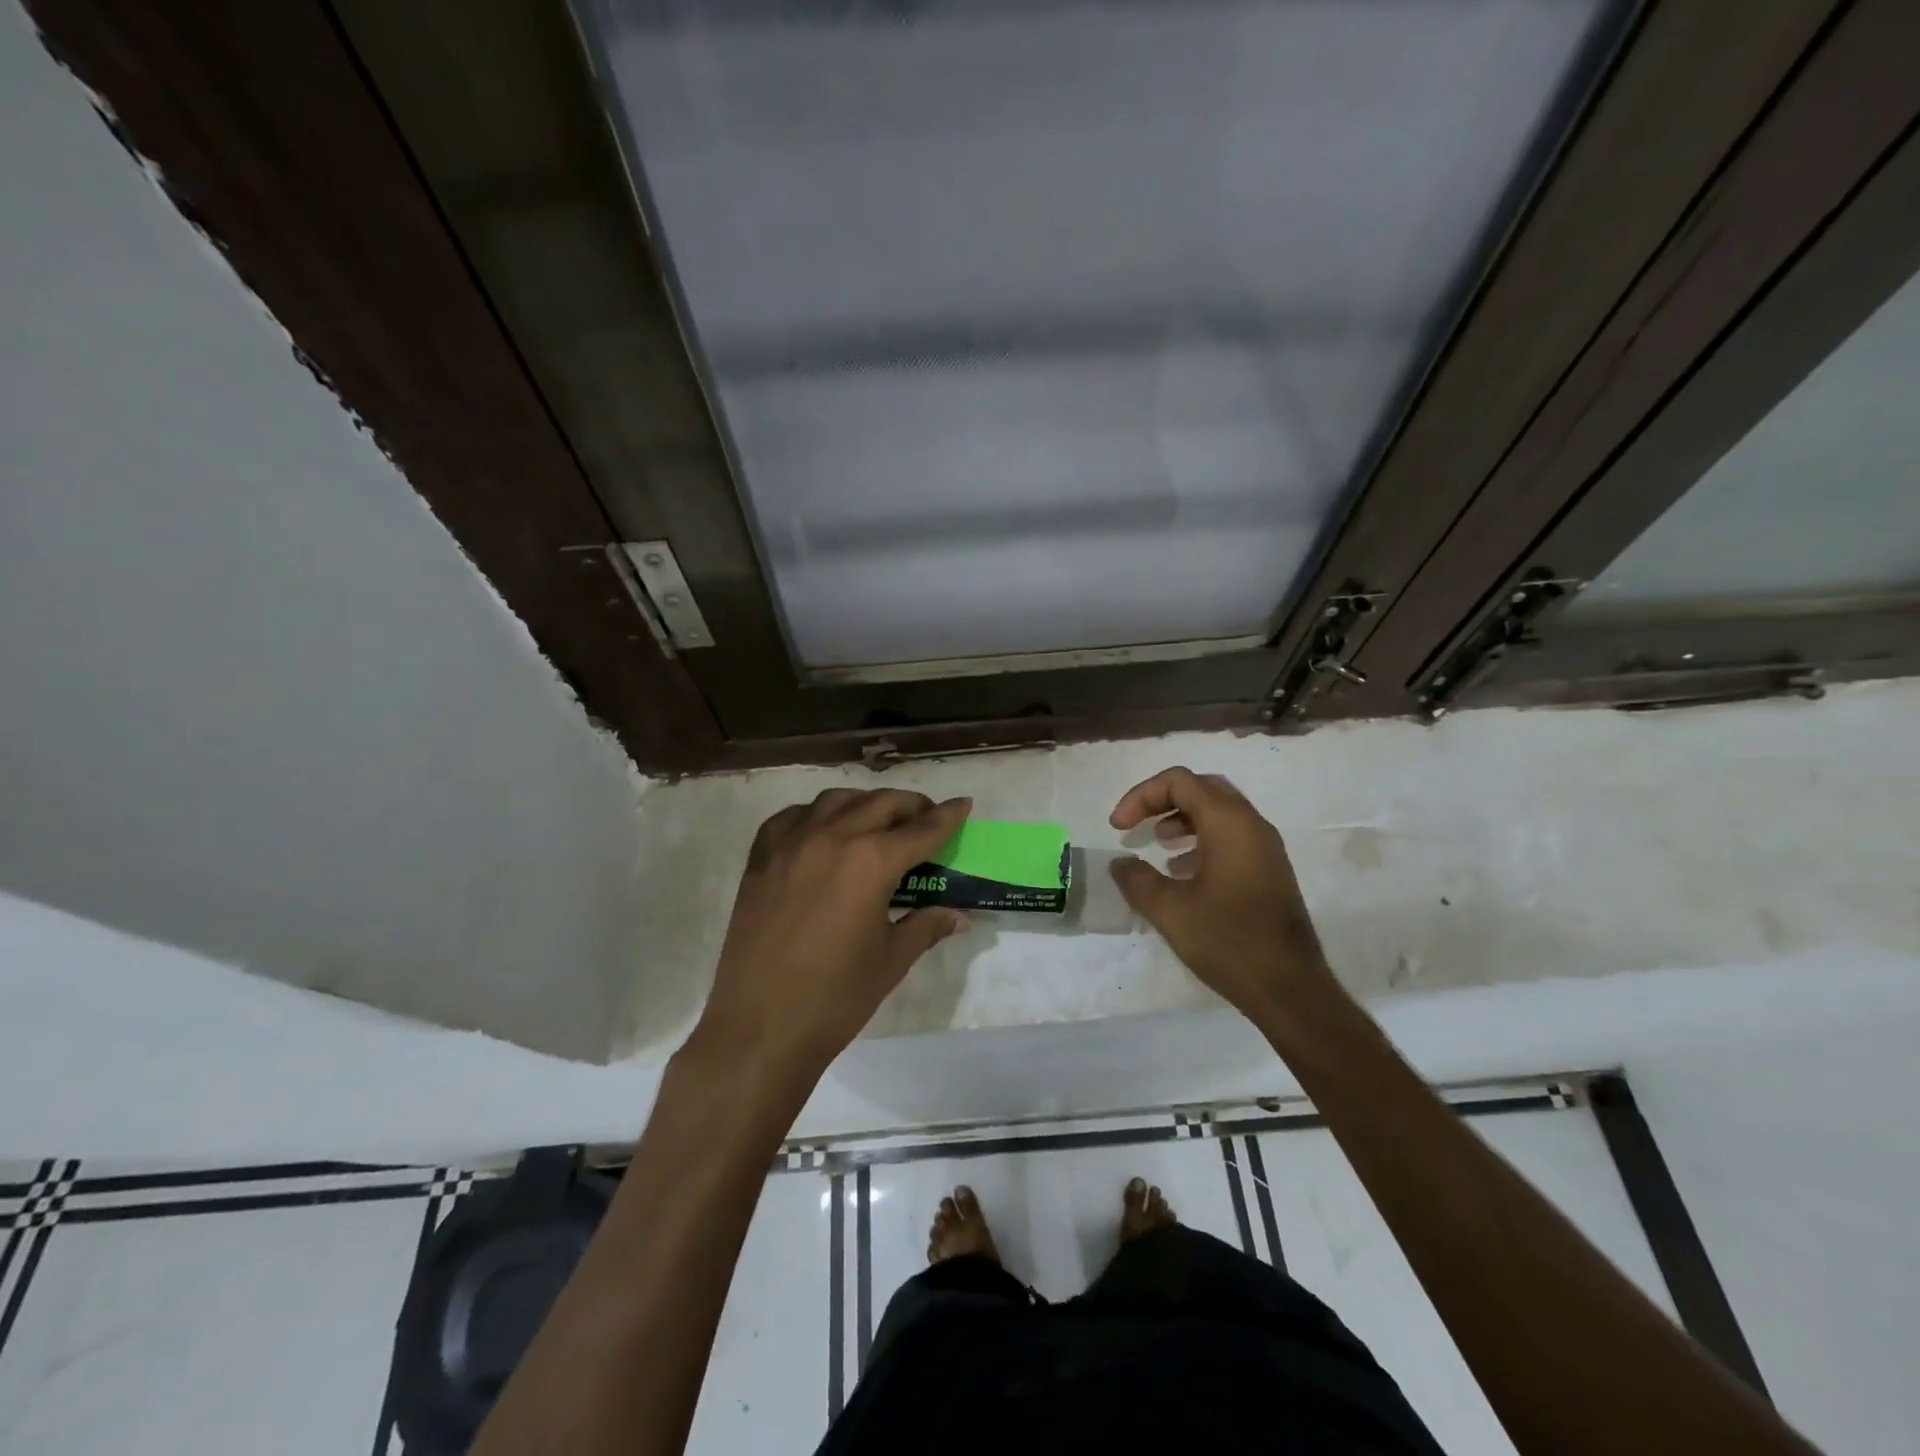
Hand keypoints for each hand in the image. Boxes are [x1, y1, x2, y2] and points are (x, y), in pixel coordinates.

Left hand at [694, 788, 971, 1080]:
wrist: (760, 1028)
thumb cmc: (835, 998)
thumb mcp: (891, 960)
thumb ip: (926, 926)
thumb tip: (958, 916)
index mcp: (871, 862)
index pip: (922, 829)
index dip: (948, 816)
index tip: (963, 803)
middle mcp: (832, 837)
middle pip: (882, 804)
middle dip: (912, 806)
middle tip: (927, 819)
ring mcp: (791, 843)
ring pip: (836, 800)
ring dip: (866, 804)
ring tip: (878, 822)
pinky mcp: (760, 858)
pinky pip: (792, 817)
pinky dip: (816, 815)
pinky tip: (824, 832)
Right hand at [1108, 767, 1334, 1022]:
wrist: (1289, 988)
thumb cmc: (1227, 941)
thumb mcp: (1169, 910)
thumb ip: (1137, 879)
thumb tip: (1120, 863)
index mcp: (1229, 823)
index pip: (1179, 782)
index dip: (1141, 796)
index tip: (1118, 828)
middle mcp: (1251, 825)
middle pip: (1202, 788)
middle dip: (1163, 800)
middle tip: (1137, 824)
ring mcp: (1265, 847)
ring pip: (1219, 811)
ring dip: (1183, 819)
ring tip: (1159, 844)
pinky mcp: (1270, 870)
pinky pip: (1232, 836)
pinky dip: (1203, 839)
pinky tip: (1183, 873)